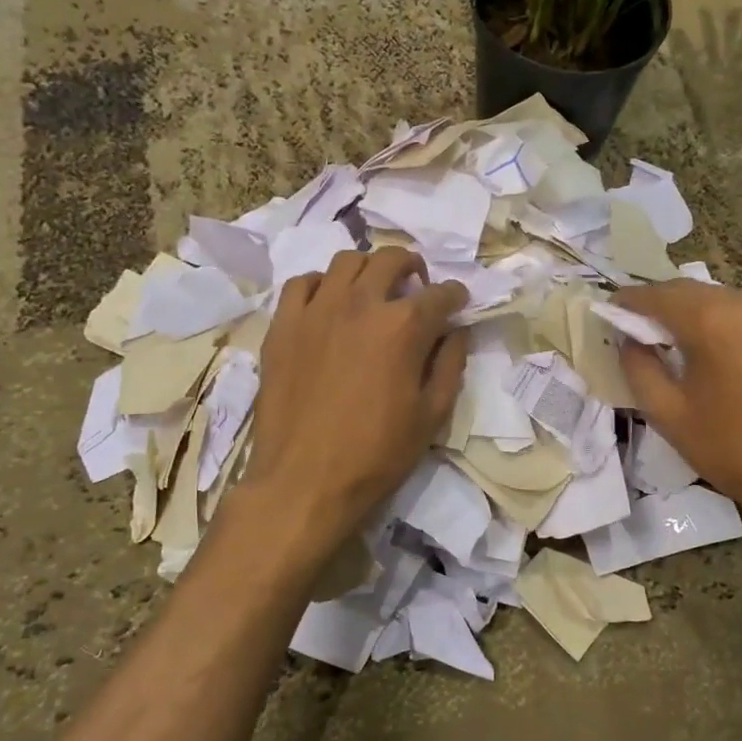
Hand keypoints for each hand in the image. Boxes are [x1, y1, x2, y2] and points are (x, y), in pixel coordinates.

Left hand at [241, 248, 467, 555]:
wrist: (304, 481)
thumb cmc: (377, 454)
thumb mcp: (432, 415)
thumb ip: (450, 365)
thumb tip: (455, 332)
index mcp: (403, 327)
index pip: (441, 294)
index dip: (456, 297)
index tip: (458, 304)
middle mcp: (361, 304)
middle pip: (391, 259)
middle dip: (413, 267)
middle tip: (417, 287)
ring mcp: (316, 310)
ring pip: (346, 261)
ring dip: (368, 269)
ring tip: (373, 291)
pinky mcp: (283, 325)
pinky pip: (303, 283)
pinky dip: (322, 285)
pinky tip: (329, 305)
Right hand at [615, 281, 741, 543]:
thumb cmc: (732, 450)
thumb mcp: (668, 414)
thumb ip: (638, 366)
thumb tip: (628, 338)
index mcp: (715, 321)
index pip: (660, 295)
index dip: (631, 301)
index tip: (612, 309)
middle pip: (694, 292)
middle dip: (664, 306)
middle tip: (643, 329)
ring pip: (726, 301)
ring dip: (700, 315)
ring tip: (685, 344)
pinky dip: (734, 326)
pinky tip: (728, 356)